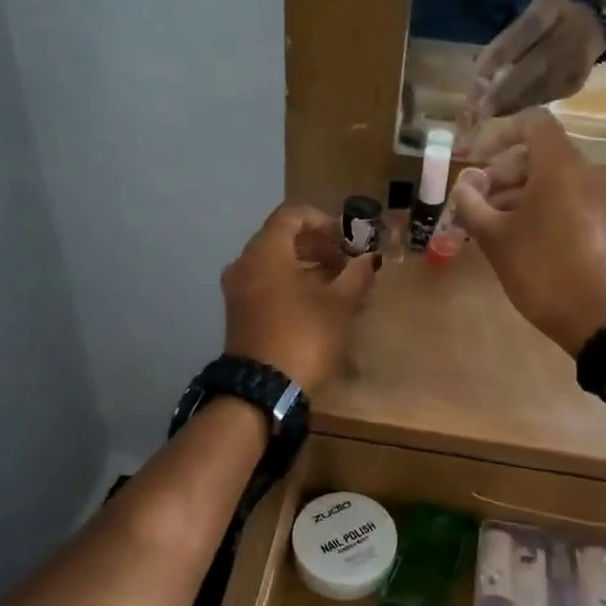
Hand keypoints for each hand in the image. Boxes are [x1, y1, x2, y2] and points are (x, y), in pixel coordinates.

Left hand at [221, 205, 377, 393]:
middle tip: (345, 261)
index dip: (323, 220)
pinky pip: (266, 284)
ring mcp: (238, 290)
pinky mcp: (239, 313)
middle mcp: (245, 263)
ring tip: (337, 284)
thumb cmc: (304, 337)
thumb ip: (355, 275)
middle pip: (281, 238)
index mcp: (265, 252)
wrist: (263, 390)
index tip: (346, 238)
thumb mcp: (339, 306)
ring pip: (274, 263)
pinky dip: (291, 284)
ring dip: (305, 266)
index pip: (292, 215)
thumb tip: (368, 259)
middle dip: (316, 245)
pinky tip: (317, 303)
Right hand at [454, 111, 605, 356]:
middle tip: (476, 201)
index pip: (532, 123)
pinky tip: (518, 234)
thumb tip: (463, 187)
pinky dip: (540, 205)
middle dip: (503, 172)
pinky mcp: (604, 219)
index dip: (499, 134)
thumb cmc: (541, 270)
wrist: (597, 317)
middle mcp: (587, 170)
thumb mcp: (495, 239)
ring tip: (490, 223)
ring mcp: (601, 195)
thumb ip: (472, 205)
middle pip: (540, 154)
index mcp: (561, 166)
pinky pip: (567, 197)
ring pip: (552, 178)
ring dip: (518, 192)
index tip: (475, 160)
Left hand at [470, 0, 605, 117]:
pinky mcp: (575, 84)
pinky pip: (544, 98)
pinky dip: (522, 106)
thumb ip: (509, 36)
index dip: (504, 50)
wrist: (595, 26)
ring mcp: (576, 62)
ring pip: (539, 88)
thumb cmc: (552, 18)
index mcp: (553, 7)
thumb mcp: (533, 11)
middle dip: (504, 90)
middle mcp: (569, 34)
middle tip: (479, 109)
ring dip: (510, 103)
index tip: (479, 73)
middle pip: (535, 65)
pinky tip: (503, 112)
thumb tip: (480, 70)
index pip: (528, 27)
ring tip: (485, 115)